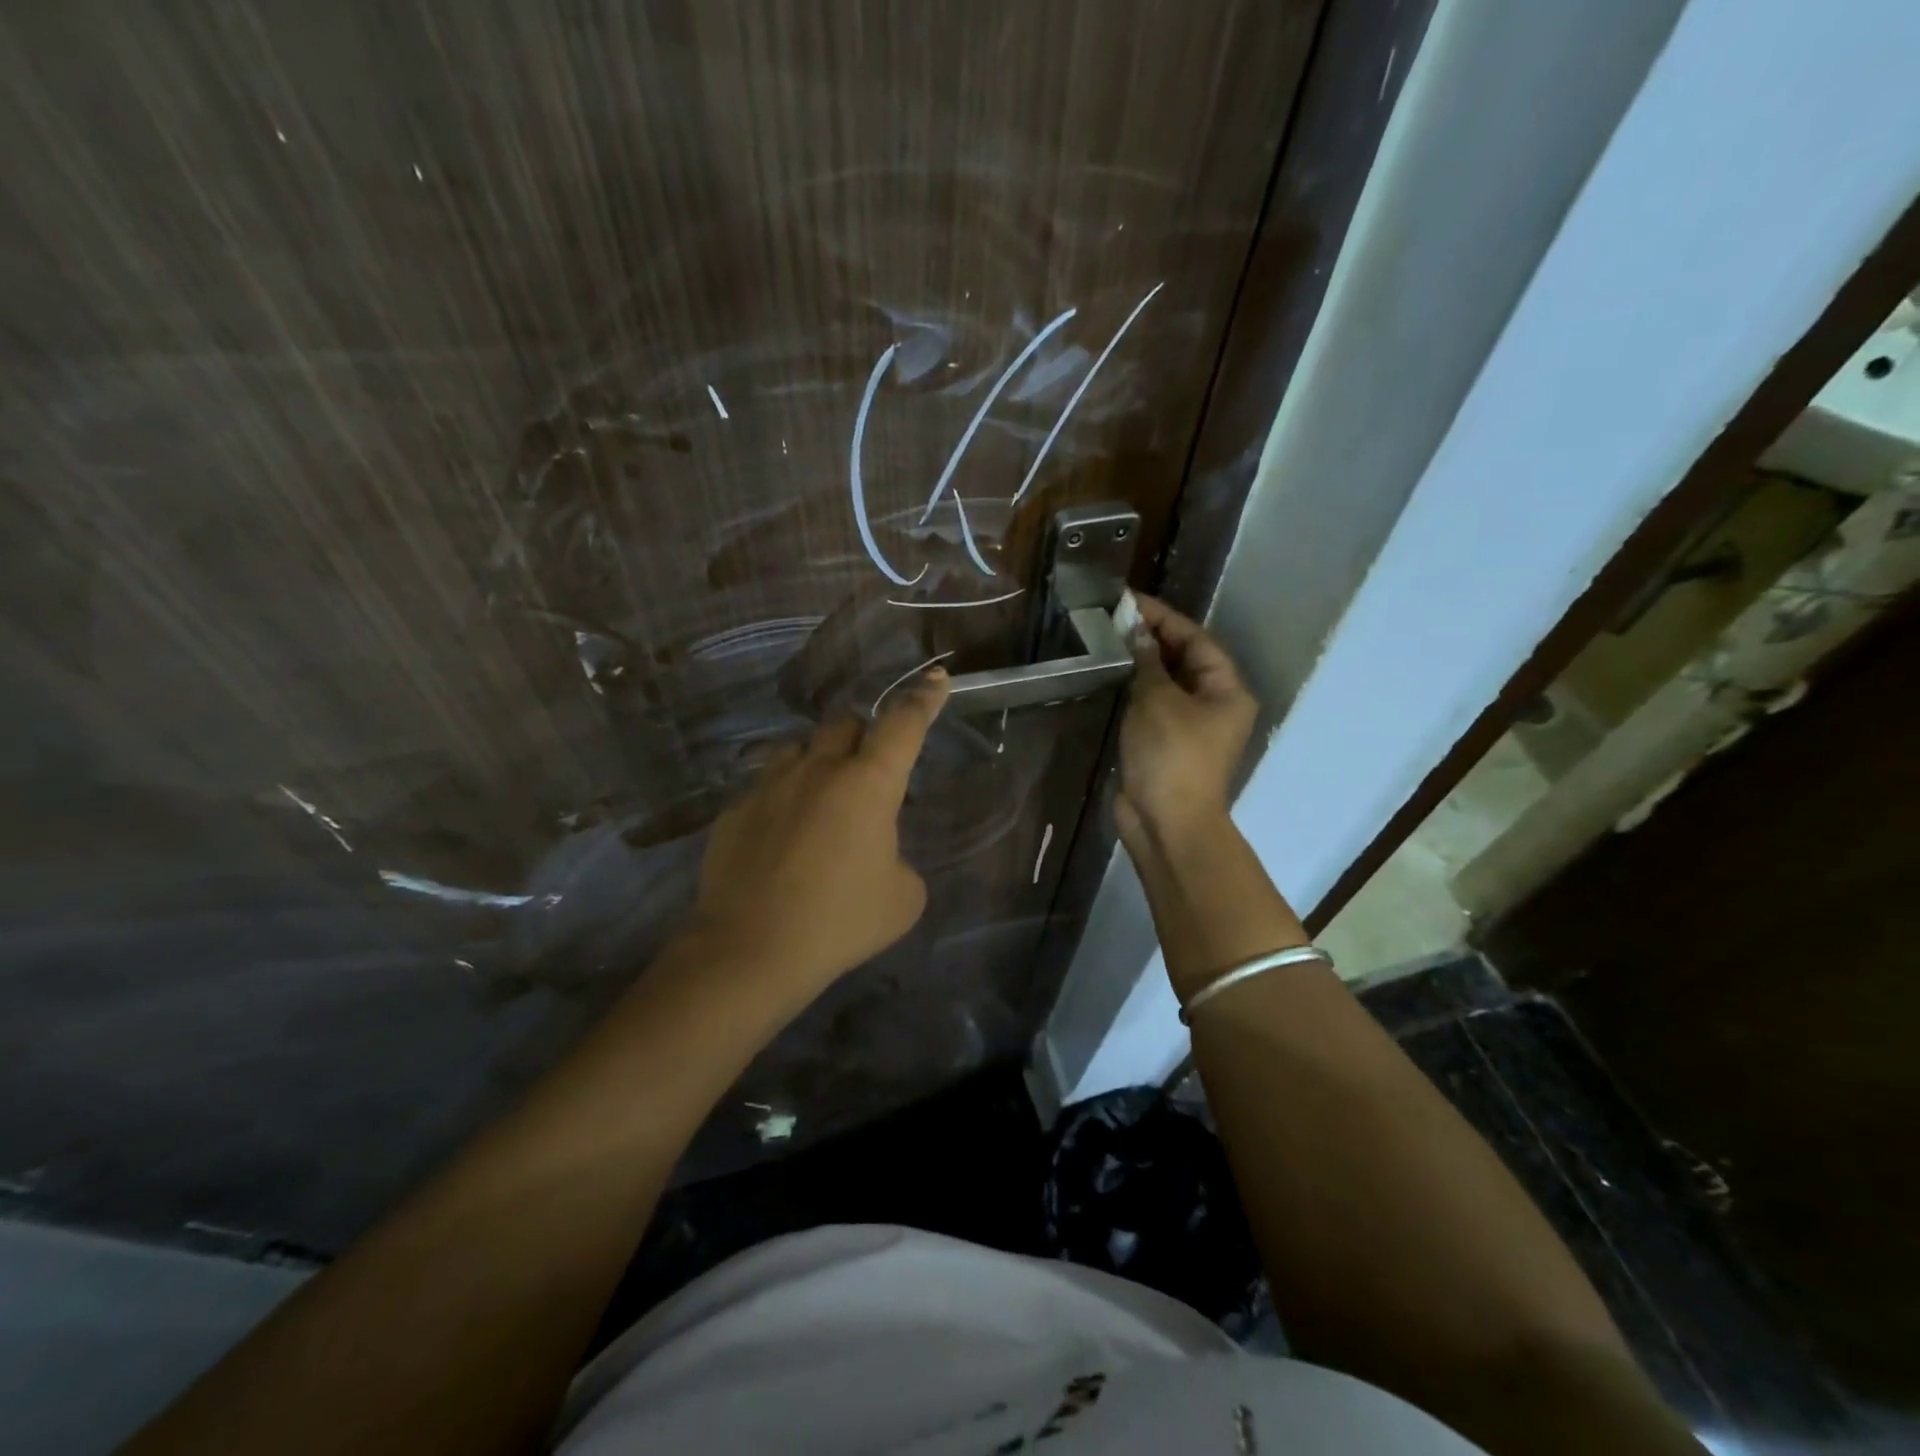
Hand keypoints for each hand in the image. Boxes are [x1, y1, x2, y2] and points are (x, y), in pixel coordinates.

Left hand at [686, 668, 949, 999]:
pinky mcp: (735, 810)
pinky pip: (765, 786)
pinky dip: (782, 800)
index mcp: (868, 784)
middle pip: (844, 722)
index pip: (903, 724)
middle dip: (862, 734)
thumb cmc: (840, 922)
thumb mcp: (902, 898)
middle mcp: (818, 769)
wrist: (750, 950)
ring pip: (799, 747)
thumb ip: (901, 861)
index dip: (924, 699)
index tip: (936, 678)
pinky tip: (780, 839)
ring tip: (820, 801)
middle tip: (867, 772)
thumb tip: (880, 854)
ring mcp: (769, 785)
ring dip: (818, 761)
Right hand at [1116, 595, 1257, 850]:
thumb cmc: (1171, 756)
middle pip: (1184, 659)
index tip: (1129, 600)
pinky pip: (1151, 705)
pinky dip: (1134, 689)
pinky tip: (1109, 675)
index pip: (1196, 640)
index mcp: (1226, 690)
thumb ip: (1148, 662)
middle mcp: (1214, 704)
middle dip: (1151, 638)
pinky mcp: (1165, 744)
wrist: (1167, 823)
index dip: (1163, 617)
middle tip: (1113, 617)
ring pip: (1166, 683)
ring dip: (1140, 662)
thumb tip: (1137, 633)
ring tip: (1106, 639)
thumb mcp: (1158, 701)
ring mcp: (1189, 726)